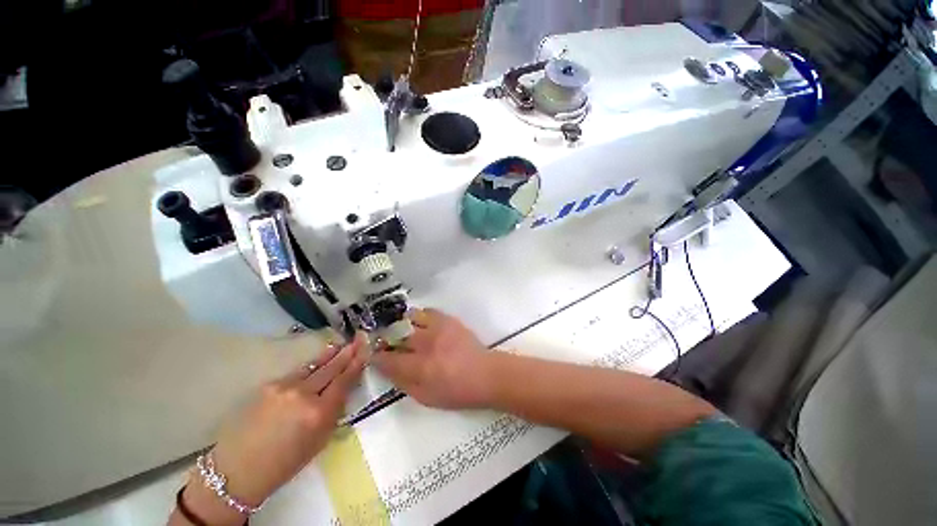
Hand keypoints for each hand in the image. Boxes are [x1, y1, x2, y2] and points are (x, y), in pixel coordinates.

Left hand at [177, 334, 365, 523]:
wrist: (237, 469)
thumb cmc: (284, 464)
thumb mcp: (319, 441)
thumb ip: (333, 412)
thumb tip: (342, 389)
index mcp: (319, 413)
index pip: (344, 381)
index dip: (356, 364)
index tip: (365, 351)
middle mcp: (303, 394)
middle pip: (331, 368)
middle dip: (347, 353)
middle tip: (359, 339)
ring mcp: (284, 386)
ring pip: (314, 366)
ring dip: (330, 356)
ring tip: (341, 345)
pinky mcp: (269, 385)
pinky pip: (297, 373)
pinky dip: (311, 367)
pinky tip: (317, 363)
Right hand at [372, 309, 491, 409]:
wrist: (485, 374)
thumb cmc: (457, 392)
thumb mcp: (426, 398)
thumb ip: (404, 384)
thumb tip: (388, 370)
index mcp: (419, 367)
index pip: (388, 359)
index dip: (377, 357)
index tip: (374, 355)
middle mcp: (426, 344)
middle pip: (396, 335)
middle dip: (387, 338)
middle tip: (387, 342)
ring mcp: (438, 328)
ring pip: (411, 318)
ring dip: (403, 324)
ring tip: (405, 330)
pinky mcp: (448, 320)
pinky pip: (428, 311)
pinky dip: (420, 316)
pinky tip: (422, 324)